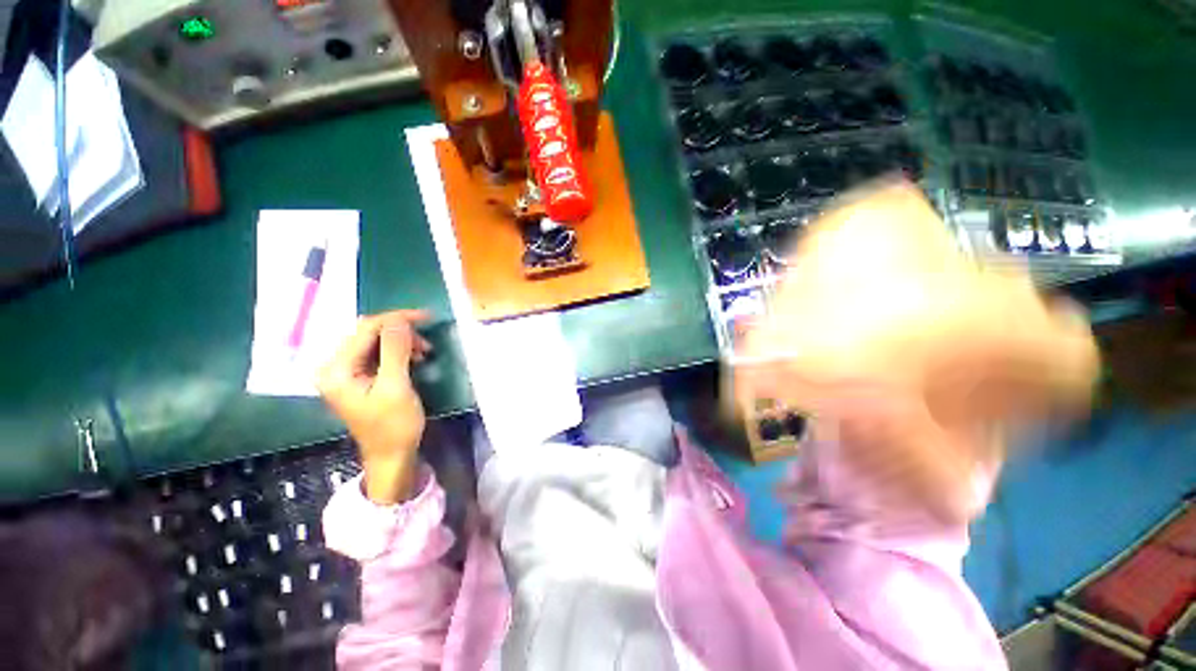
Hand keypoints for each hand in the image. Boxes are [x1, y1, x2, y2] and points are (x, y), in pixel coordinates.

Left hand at [317, 310, 431, 504]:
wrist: (391, 455)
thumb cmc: (393, 426)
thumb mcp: (396, 387)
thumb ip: (395, 351)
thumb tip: (400, 320)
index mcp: (337, 369)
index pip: (365, 329)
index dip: (396, 318)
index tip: (427, 317)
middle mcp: (335, 366)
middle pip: (368, 333)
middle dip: (400, 331)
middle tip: (427, 342)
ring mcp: (346, 372)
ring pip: (375, 341)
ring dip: (401, 341)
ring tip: (423, 352)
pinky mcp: (359, 377)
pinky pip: (378, 353)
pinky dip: (398, 351)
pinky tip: (413, 358)